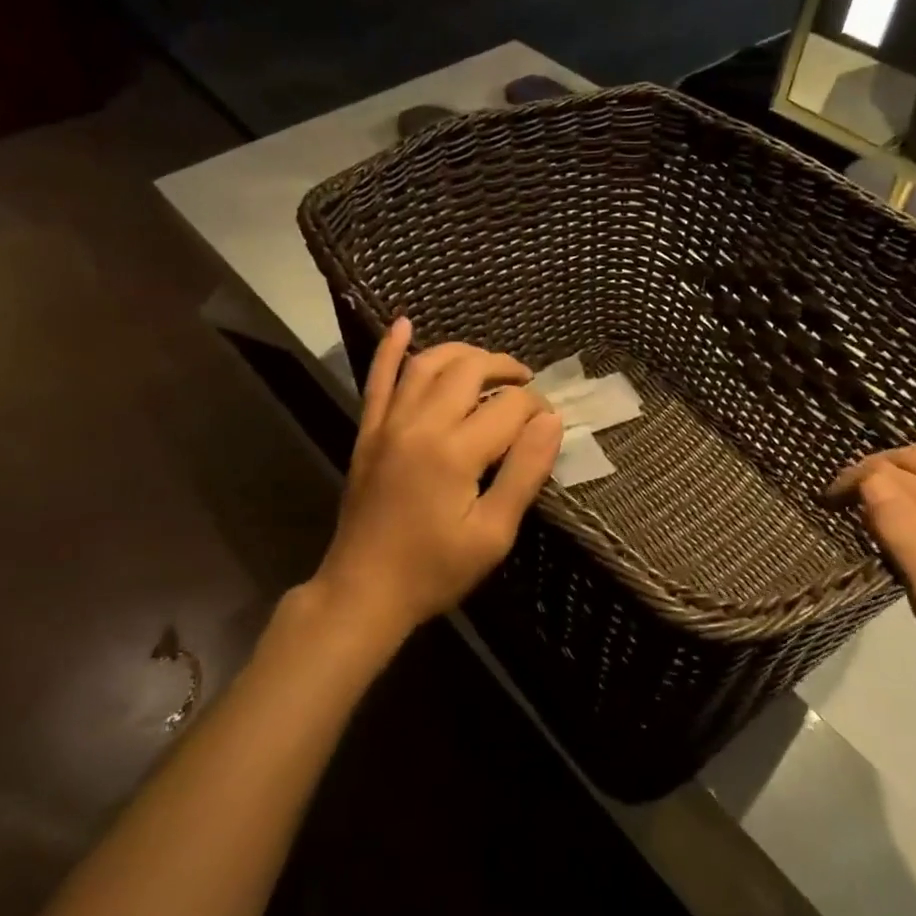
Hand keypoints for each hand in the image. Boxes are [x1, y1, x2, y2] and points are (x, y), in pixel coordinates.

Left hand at [315, 319, 562, 644]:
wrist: (363, 591)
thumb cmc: (435, 570)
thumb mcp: (493, 534)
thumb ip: (524, 473)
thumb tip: (551, 421)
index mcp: (455, 452)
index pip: (509, 407)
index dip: (536, 409)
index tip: (547, 425)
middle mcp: (420, 424)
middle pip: (469, 370)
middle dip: (505, 369)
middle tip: (525, 385)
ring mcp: (388, 424)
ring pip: (427, 363)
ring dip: (462, 353)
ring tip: (488, 363)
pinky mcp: (368, 432)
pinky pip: (377, 379)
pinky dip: (389, 348)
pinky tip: (403, 323)